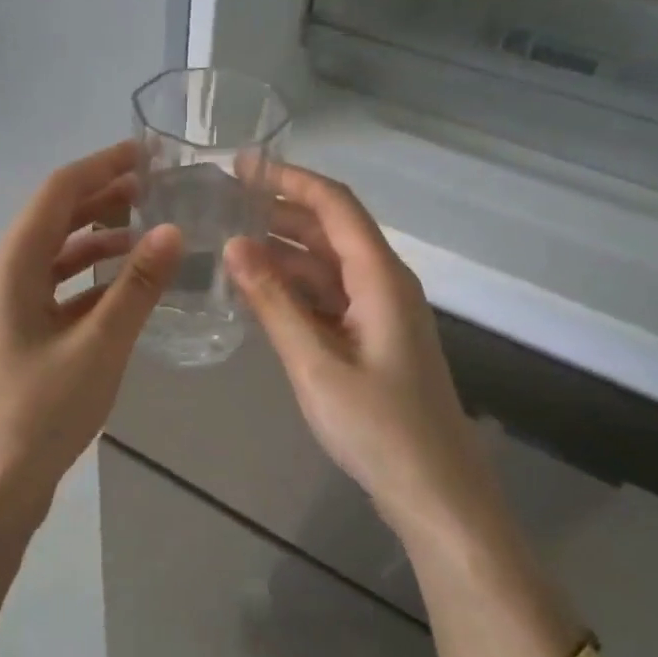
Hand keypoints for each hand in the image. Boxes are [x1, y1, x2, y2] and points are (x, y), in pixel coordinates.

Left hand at [0, 141, 182, 527]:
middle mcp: (3, 275)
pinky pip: (56, 290)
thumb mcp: (98, 345)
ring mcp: (7, 307)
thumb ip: (137, 287)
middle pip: (55, 218)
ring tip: (148, 233)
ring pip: (56, 256)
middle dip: (103, 198)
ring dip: (98, 239)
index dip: (102, 165)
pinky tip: (125, 288)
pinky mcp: (18, 335)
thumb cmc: (39, 411)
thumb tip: (173, 231)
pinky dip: (90, 279)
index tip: (147, 152)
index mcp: (12, 265)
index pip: (58, 192)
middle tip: (156, 188)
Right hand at [224, 165, 495, 537]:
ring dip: (282, 252)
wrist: (434, 491)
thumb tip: (233, 245)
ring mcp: (379, 313)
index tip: (242, 165)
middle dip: (279, 212)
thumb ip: (273, 303)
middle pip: (330, 231)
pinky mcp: (370, 339)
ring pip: (326, 266)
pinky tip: (256, 291)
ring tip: (227, 241)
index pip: (335, 205)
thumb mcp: (315, 363)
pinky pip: (328, 298)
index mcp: (380, 277)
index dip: (289, 179)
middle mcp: (383, 283)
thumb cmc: (378, 427)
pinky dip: (293, 289)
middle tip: (223, 202)